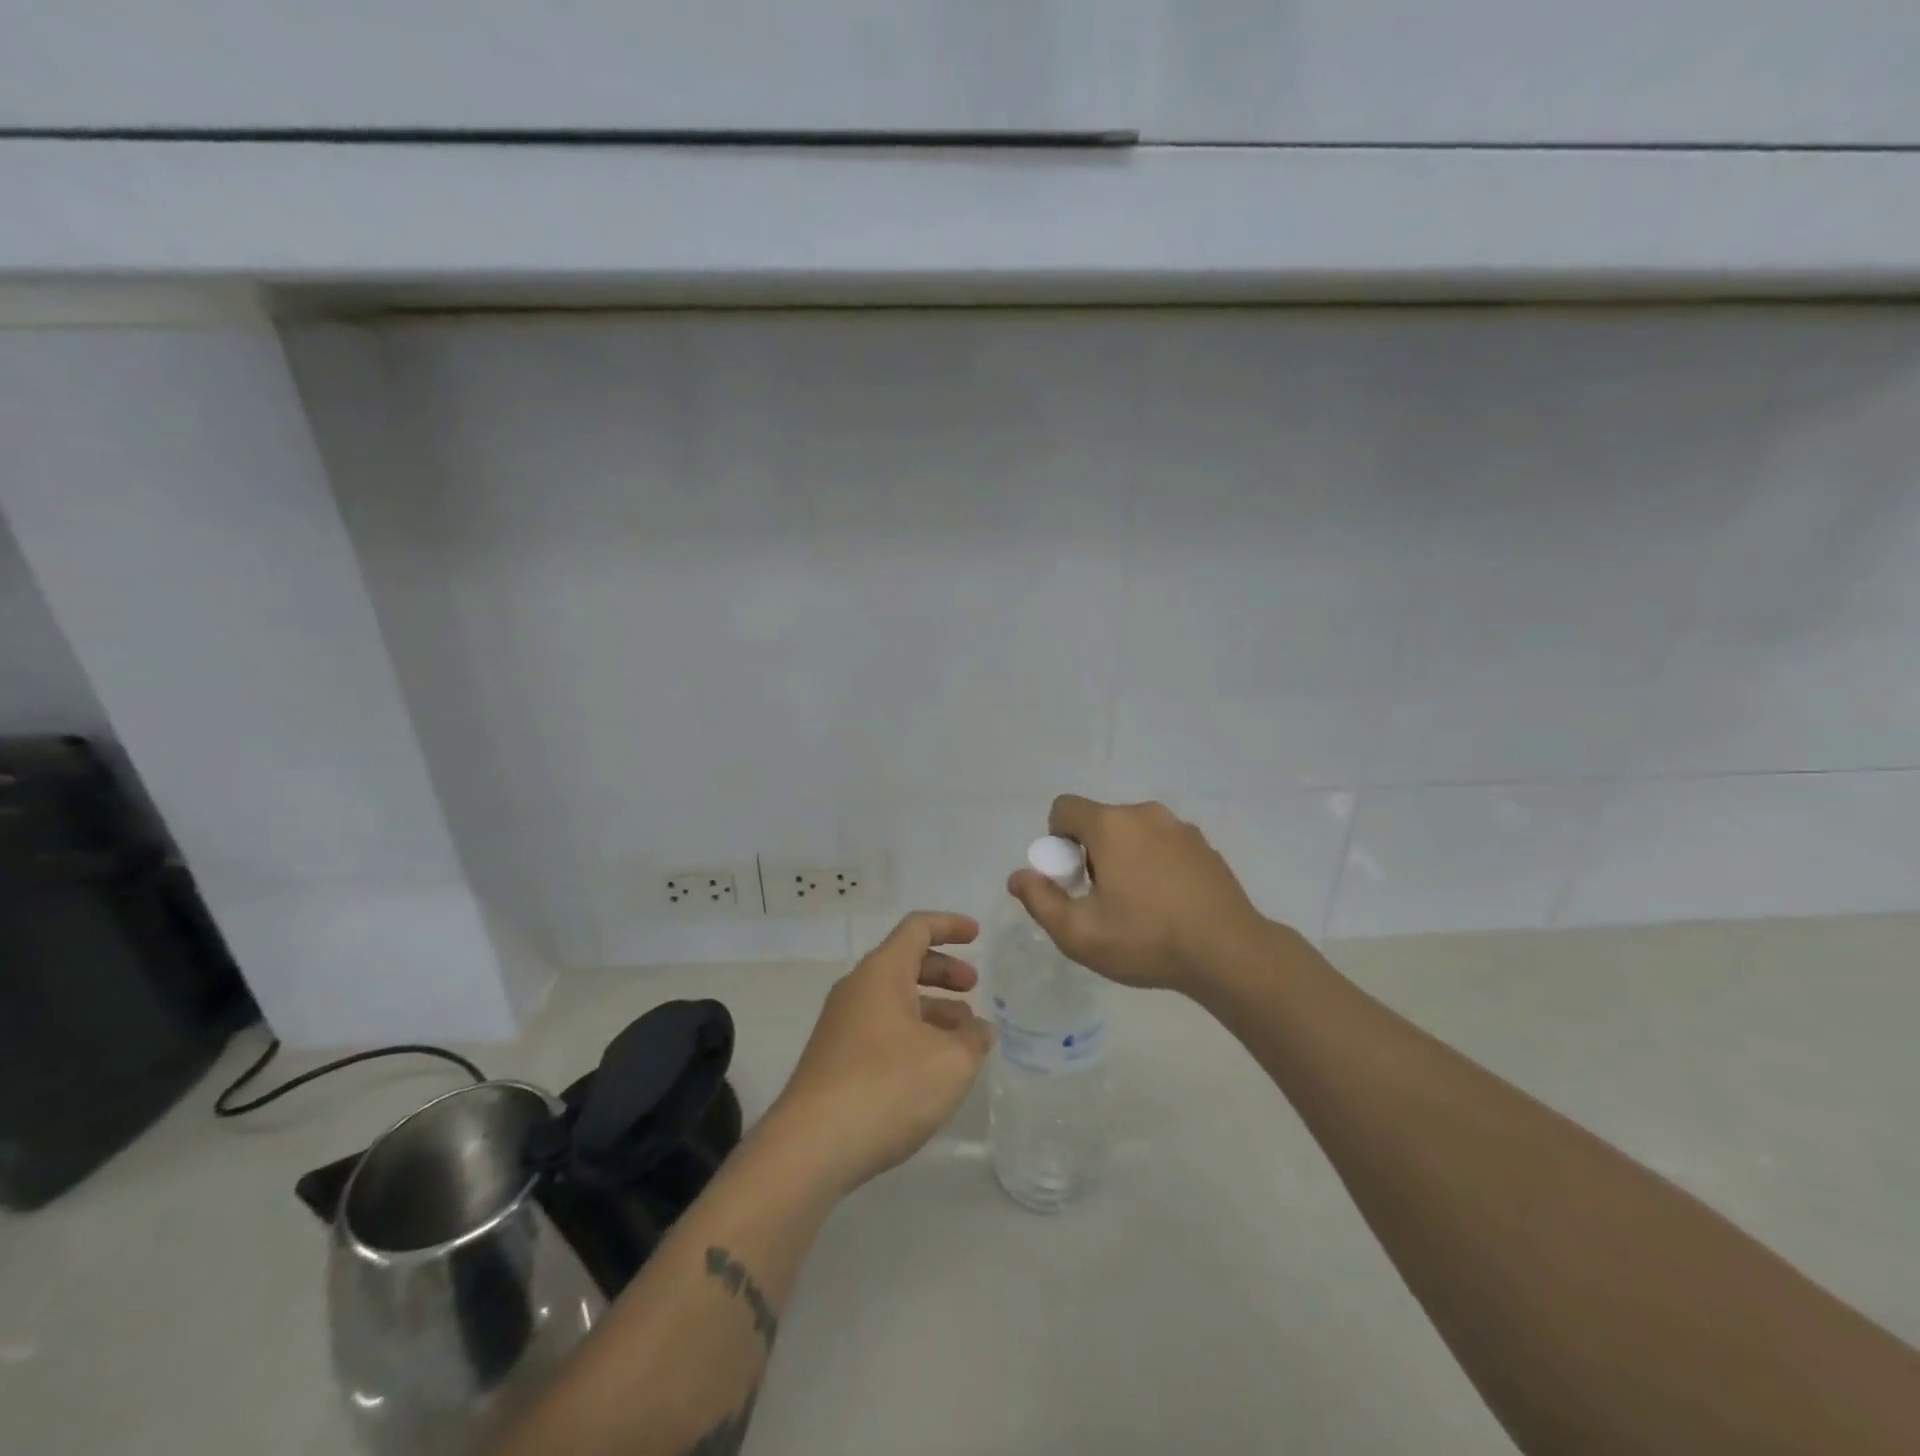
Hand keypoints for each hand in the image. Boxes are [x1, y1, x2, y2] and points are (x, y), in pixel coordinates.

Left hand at [769, 911, 992, 1194]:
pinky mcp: (834, 1059)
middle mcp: (857, 989)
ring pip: (893, 999)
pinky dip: (912, 1032)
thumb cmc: (888, 1087)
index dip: (950, 925)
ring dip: (931, 1007)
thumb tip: (979, 1030)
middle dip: (943, 971)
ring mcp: (840, 1025)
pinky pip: (880, 1028)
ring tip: (963, 1035)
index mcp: (882, 972)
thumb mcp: (950, 1062)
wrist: (811, 1147)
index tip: (977, 935)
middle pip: (904, 962)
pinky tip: (932, 1067)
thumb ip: (973, 1039)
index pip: (917, 928)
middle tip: (974, 988)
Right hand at [1007, 795, 1275, 993]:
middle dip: (1090, 853)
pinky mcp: (1205, 846)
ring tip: (1137, 907)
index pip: (1064, 808)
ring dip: (1124, 858)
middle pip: (1100, 822)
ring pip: (1134, 833)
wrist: (1230, 954)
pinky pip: (1164, 845)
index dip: (1055, 840)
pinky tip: (1168, 906)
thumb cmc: (1146, 939)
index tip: (1070, 879)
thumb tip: (1019, 876)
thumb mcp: (1079, 933)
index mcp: (1111, 825)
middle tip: (1101, 900)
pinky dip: (1155, 865)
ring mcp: (1180, 828)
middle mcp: (1145, 814)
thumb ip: (1040, 900)